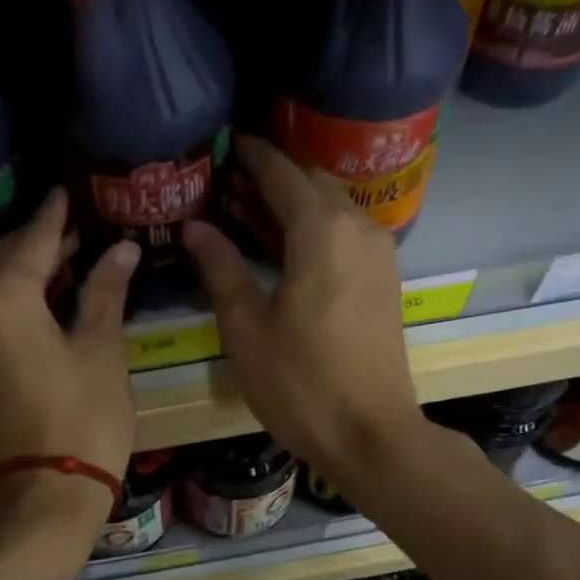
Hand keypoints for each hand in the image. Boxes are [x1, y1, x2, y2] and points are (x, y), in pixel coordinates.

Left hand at [0, 187, 138, 499]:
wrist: (43, 496)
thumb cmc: (83, 419)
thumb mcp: (101, 350)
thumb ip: (105, 292)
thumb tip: (122, 249)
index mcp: (2, 299)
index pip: (33, 241)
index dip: (54, 216)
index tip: (65, 191)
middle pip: (4, 261)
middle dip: (38, 243)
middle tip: (74, 227)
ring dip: (26, 273)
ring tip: (66, 259)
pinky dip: (13, 303)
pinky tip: (43, 300)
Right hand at [183, 136, 423, 484]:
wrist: (371, 434)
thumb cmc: (301, 383)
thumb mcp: (246, 328)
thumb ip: (220, 268)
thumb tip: (194, 227)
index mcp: (321, 230)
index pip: (281, 172)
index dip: (250, 156)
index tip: (222, 145)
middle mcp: (358, 227)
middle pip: (311, 183)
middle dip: (270, 178)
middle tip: (226, 185)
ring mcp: (379, 253)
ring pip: (331, 208)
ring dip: (293, 204)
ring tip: (247, 214)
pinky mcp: (385, 279)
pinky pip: (345, 234)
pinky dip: (313, 229)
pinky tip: (284, 248)